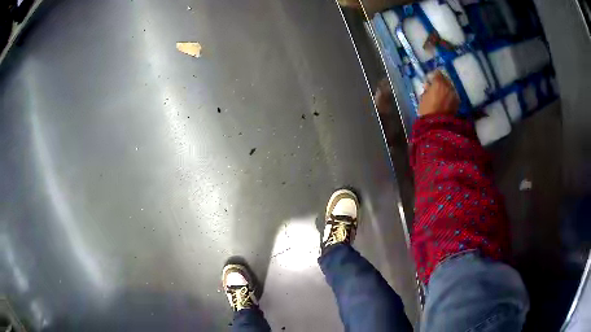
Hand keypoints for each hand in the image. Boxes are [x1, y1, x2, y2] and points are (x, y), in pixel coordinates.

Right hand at [418, 71, 459, 116]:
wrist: (437, 126)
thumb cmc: (426, 111)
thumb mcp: (423, 98)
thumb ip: (427, 89)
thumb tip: (429, 85)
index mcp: (439, 83)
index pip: (437, 73)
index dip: (433, 75)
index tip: (430, 79)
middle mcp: (448, 86)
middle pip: (446, 80)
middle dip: (441, 82)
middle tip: (436, 87)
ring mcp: (454, 95)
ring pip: (450, 88)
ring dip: (446, 90)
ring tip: (441, 95)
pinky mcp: (457, 103)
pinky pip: (453, 95)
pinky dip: (449, 96)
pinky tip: (445, 101)